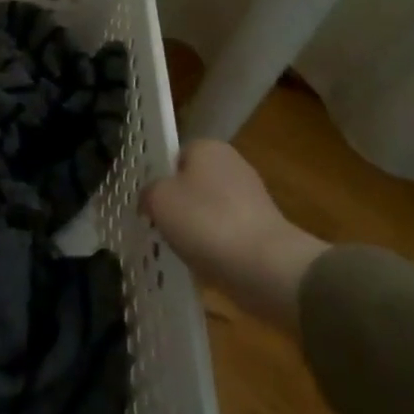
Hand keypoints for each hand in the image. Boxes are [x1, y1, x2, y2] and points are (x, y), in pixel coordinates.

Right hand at [143, 140, 326, 330]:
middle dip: (176, 204)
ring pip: (207, 210)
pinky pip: (225, 232)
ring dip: (194, 227)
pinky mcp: (262, 227)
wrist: (266, 267)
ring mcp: (252, 197)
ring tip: (180, 248)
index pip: (172, 157)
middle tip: (159, 226)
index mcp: (207, 146)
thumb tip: (151, 199)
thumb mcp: (158, 199)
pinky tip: (204, 261)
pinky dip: (213, 245)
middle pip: (190, 183)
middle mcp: (232, 164)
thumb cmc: (206, 221)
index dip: (157, 179)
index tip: (148, 203)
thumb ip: (147, 192)